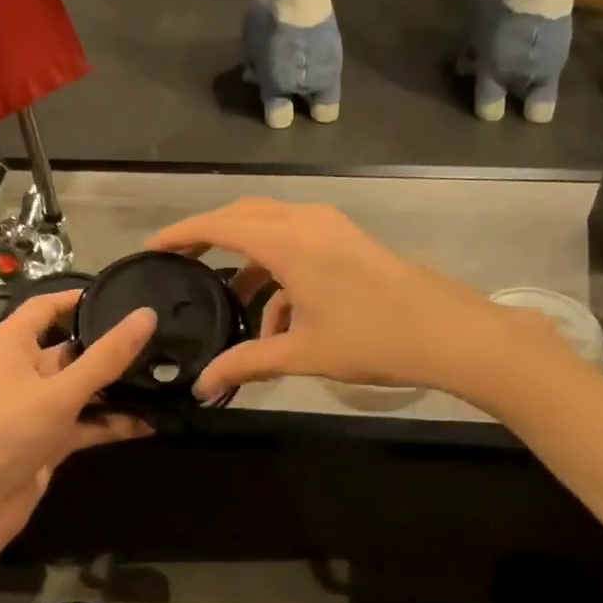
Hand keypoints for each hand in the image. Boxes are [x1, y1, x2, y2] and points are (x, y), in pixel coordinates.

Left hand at [0, 292, 154, 560]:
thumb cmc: (4, 432)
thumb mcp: (59, 391)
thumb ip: (106, 357)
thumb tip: (147, 315)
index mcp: (11, 344)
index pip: (47, 307)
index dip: (80, 298)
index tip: (125, 295)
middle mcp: (22, 370)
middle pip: (71, 349)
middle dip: (111, 347)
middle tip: (162, 338)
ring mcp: (35, 408)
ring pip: (82, 389)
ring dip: (116, 388)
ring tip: (166, 377)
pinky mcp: (47, 441)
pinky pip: (84, 423)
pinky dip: (111, 423)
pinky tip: (149, 422)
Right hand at [147, 199, 522, 399]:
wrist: (449, 333)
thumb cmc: (372, 339)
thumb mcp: (302, 353)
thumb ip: (247, 364)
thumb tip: (203, 386)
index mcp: (289, 241)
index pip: (220, 225)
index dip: (183, 234)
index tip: (153, 248)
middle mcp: (307, 221)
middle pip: (244, 216)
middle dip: (211, 238)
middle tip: (182, 263)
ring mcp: (332, 228)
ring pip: (273, 231)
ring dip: (249, 263)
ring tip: (229, 303)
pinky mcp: (349, 242)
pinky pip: (299, 246)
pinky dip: (280, 274)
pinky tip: (278, 322)